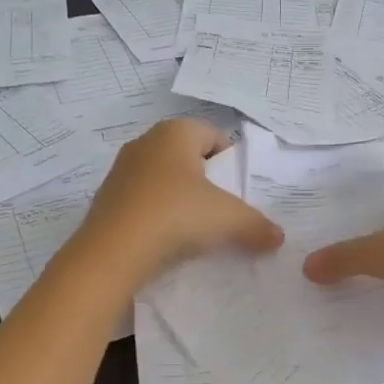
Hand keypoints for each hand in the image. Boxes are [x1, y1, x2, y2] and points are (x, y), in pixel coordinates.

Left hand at [76, 117, 283, 284]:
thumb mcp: (228, 219)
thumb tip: (278, 237)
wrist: (113, 252)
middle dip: (205, 180)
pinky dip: (156, 215)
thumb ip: (257, 225)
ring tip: (193, 229)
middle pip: (187, 156)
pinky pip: (142, 200)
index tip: (236, 190)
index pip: (213, 134)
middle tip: (220, 209)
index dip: (230, 160)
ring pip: (162, 178)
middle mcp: (145, 142)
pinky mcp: (106, 198)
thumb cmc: (176, 215)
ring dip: (179, 198)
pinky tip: (165, 240)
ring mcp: (121, 170)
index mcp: (175, 132)